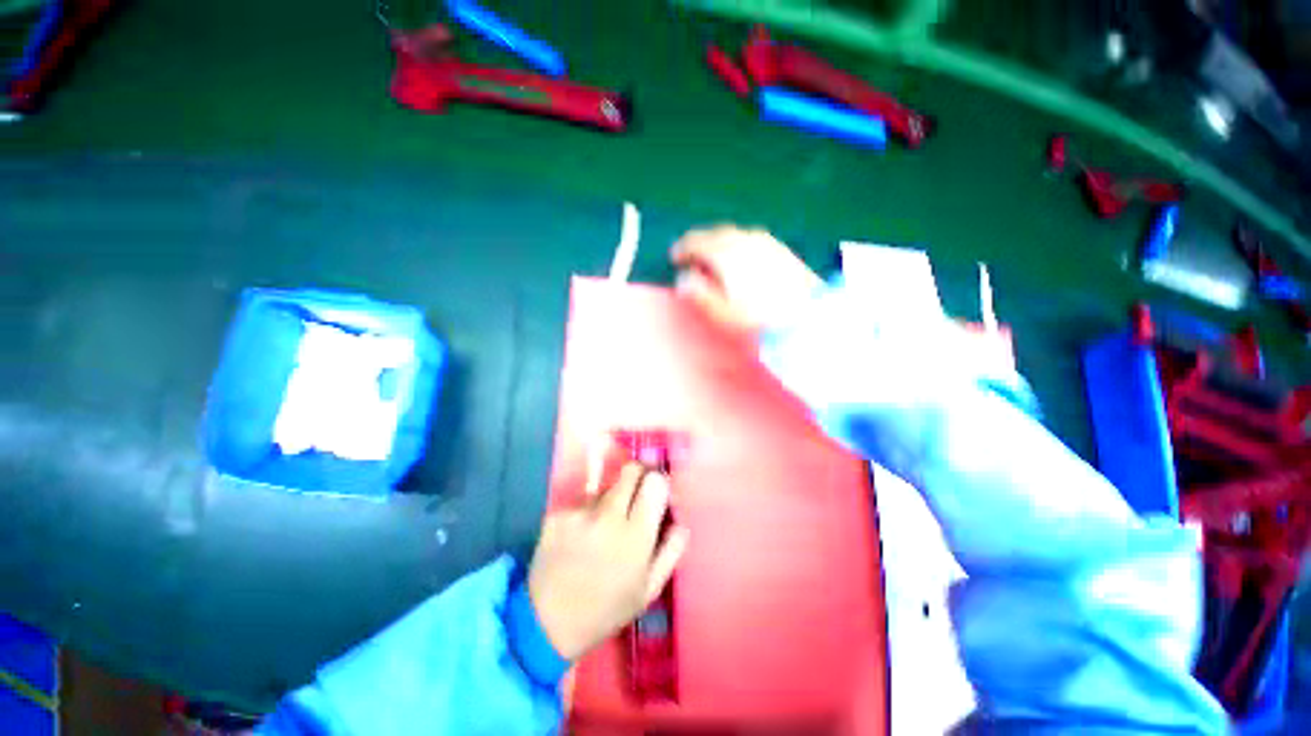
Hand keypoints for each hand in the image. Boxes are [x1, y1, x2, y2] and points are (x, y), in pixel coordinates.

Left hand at [527, 463, 689, 660]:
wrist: (547, 623)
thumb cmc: (607, 610)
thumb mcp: (649, 590)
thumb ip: (671, 551)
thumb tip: (680, 521)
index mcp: (636, 535)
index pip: (654, 482)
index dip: (658, 483)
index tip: (655, 493)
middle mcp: (607, 515)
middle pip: (630, 470)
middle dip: (637, 477)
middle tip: (634, 497)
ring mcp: (579, 512)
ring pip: (605, 486)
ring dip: (610, 498)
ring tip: (601, 528)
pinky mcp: (556, 513)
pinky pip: (581, 500)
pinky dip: (586, 511)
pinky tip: (580, 536)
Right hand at [670, 225, 822, 333]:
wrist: (810, 316)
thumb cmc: (759, 318)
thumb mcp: (722, 312)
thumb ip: (699, 293)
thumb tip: (684, 279)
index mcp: (726, 252)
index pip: (696, 241)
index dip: (682, 249)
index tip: (674, 259)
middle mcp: (745, 239)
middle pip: (715, 234)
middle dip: (700, 244)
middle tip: (692, 259)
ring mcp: (766, 242)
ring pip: (734, 235)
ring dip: (720, 244)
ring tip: (715, 261)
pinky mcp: (781, 249)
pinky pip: (751, 240)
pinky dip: (738, 246)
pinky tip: (742, 261)